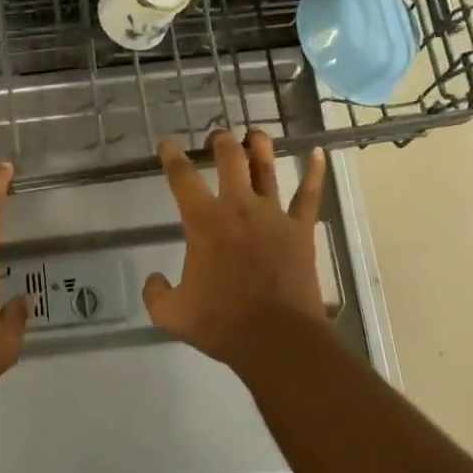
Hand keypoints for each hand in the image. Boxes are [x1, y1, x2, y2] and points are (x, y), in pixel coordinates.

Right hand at [143, 130, 328, 368]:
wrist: (276, 339)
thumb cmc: (221, 323)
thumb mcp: (172, 315)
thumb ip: (156, 294)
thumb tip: (153, 279)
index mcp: (204, 222)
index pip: (182, 178)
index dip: (172, 158)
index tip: (167, 145)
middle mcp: (238, 207)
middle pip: (230, 159)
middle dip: (221, 141)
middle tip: (217, 137)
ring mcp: (273, 215)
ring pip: (267, 168)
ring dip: (260, 146)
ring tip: (255, 133)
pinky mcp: (300, 229)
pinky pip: (309, 194)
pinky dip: (315, 172)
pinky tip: (319, 154)